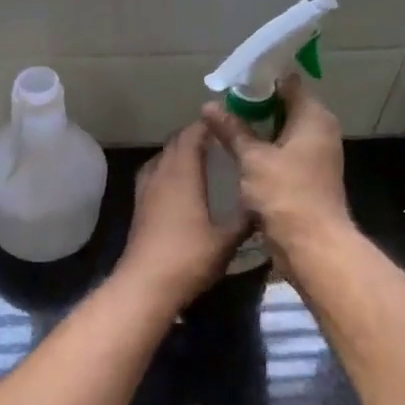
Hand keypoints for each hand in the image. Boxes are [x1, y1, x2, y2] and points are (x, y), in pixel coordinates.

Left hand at [117, 121, 247, 305]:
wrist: (146, 284)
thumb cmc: (189, 257)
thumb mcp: (227, 240)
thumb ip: (246, 218)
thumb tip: (265, 201)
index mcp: (183, 174)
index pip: (193, 134)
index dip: (209, 124)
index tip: (229, 120)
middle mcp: (161, 174)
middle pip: (175, 141)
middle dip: (196, 134)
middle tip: (221, 137)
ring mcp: (146, 189)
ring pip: (162, 156)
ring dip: (180, 150)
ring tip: (203, 156)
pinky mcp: (139, 205)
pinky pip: (154, 173)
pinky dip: (168, 167)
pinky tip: (181, 183)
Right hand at [202, 74, 353, 270]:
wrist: (312, 245)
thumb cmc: (286, 194)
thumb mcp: (253, 159)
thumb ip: (232, 130)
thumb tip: (209, 105)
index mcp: (314, 117)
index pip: (288, 83)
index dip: (260, 79)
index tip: (232, 81)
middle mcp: (320, 131)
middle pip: (285, 106)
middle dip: (254, 105)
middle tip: (221, 104)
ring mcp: (315, 155)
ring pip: (282, 131)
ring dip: (257, 129)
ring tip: (223, 125)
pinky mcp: (307, 176)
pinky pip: (283, 152)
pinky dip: (263, 149)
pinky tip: (238, 152)